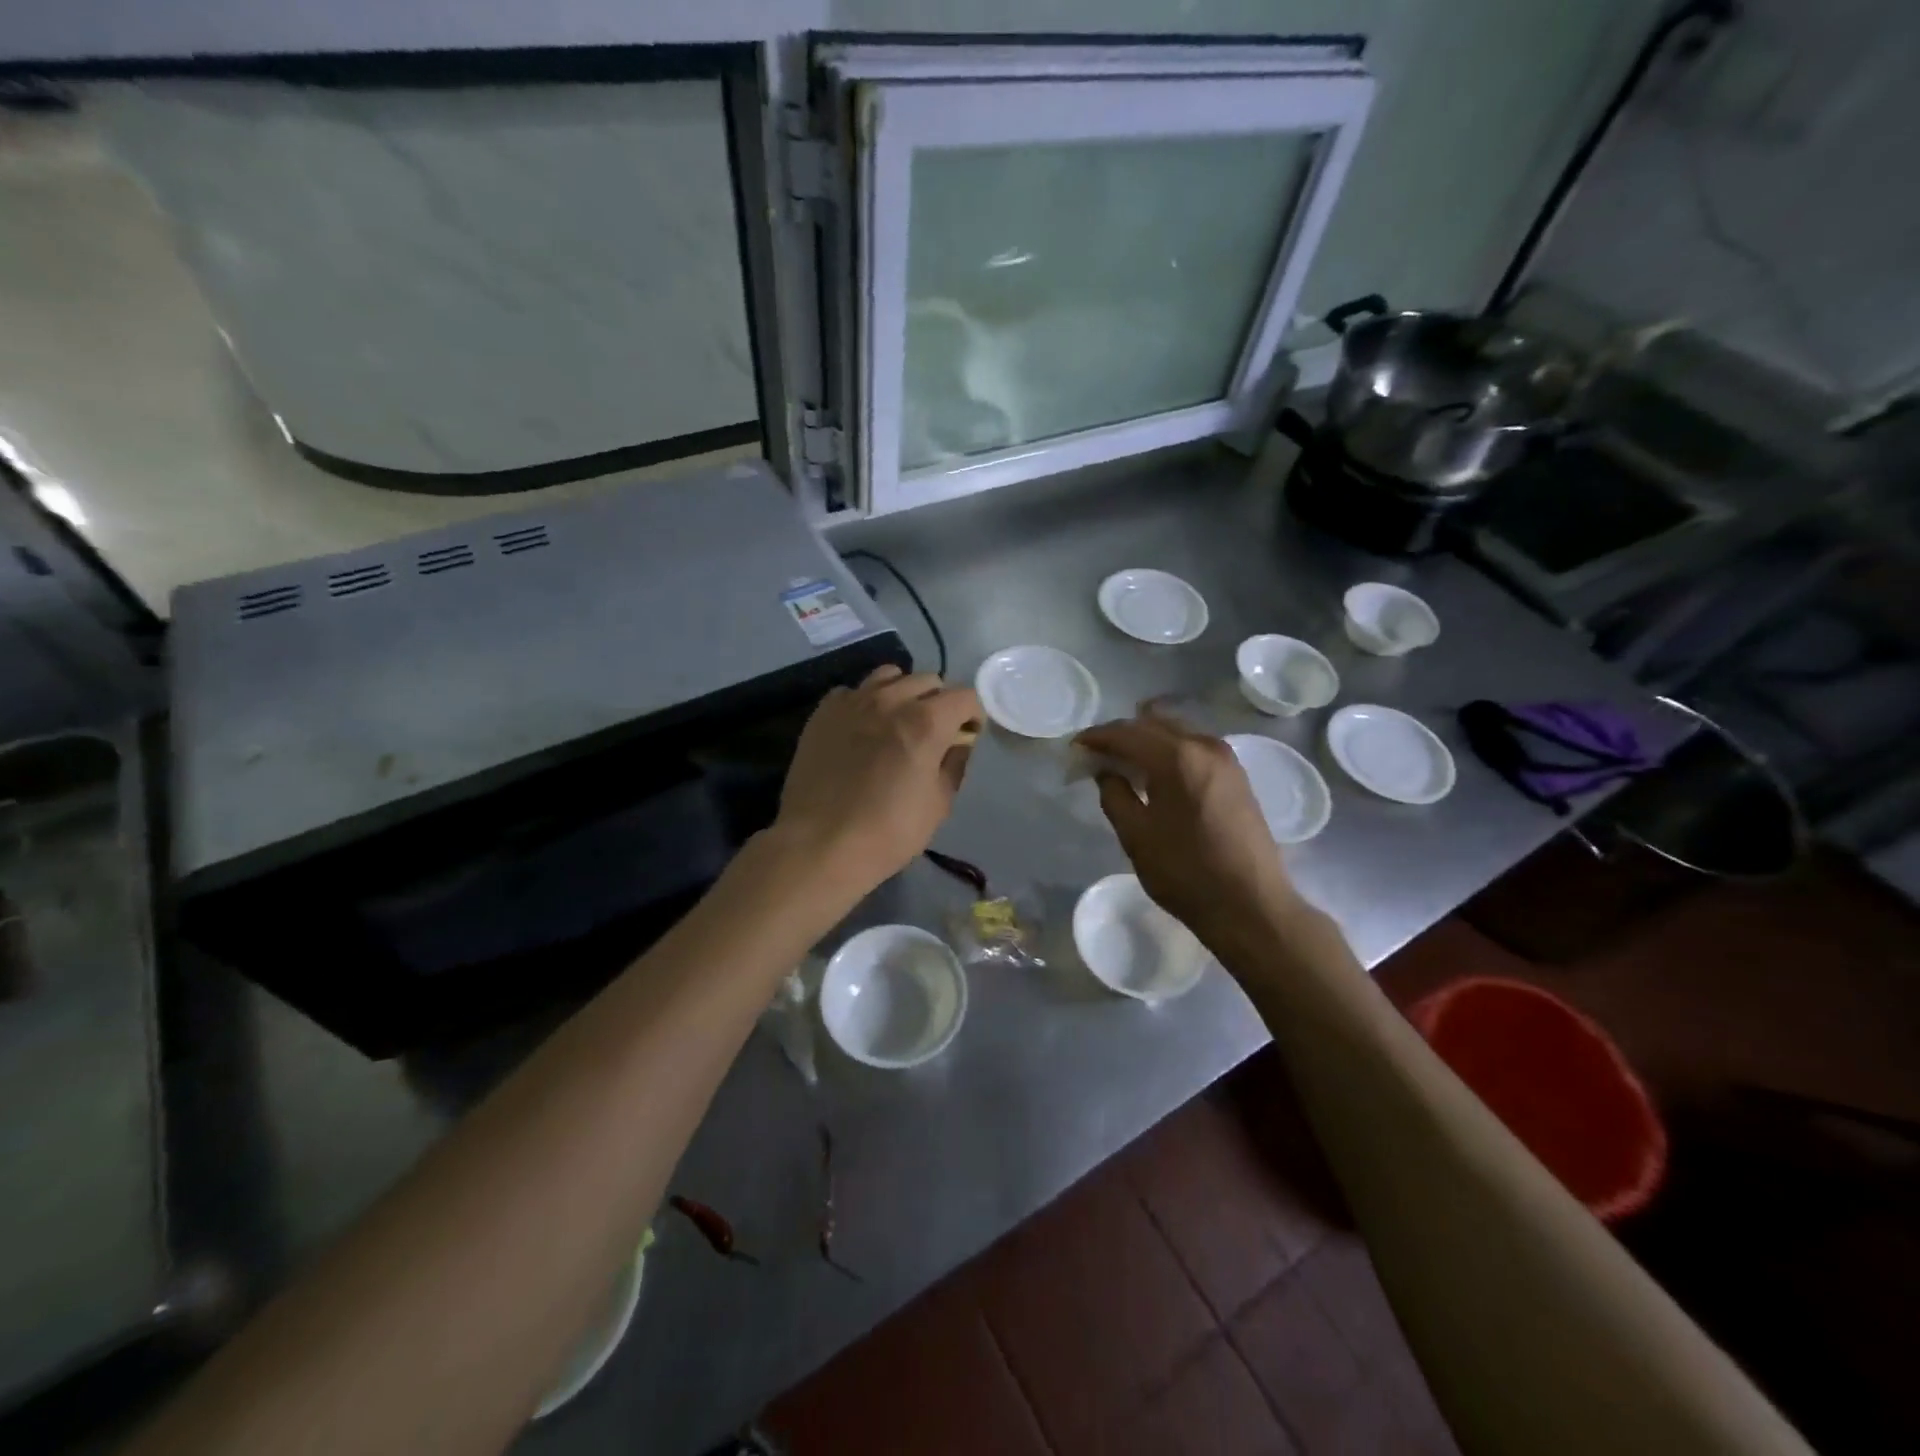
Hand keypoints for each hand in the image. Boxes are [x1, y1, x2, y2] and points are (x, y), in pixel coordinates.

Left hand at [771, 666, 981, 896]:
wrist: (819, 844)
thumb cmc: (888, 831)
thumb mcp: (938, 804)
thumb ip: (954, 764)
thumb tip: (958, 743)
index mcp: (926, 722)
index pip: (965, 696)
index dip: (973, 715)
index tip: (968, 735)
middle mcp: (891, 700)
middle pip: (928, 681)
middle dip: (939, 702)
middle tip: (935, 731)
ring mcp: (853, 701)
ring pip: (889, 676)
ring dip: (903, 693)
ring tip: (898, 720)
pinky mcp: (824, 711)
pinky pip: (853, 691)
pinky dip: (865, 702)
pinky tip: (862, 729)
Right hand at [1076, 713, 1294, 938]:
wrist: (1251, 906)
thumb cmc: (1186, 872)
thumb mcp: (1136, 836)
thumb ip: (1114, 795)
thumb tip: (1106, 772)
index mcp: (1176, 757)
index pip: (1126, 733)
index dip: (1096, 737)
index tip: (1075, 747)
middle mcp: (1204, 745)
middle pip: (1153, 723)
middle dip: (1121, 735)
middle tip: (1096, 755)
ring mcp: (1226, 758)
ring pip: (1176, 732)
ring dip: (1147, 740)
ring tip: (1123, 764)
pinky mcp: (1237, 775)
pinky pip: (1194, 747)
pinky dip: (1169, 751)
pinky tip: (1156, 774)